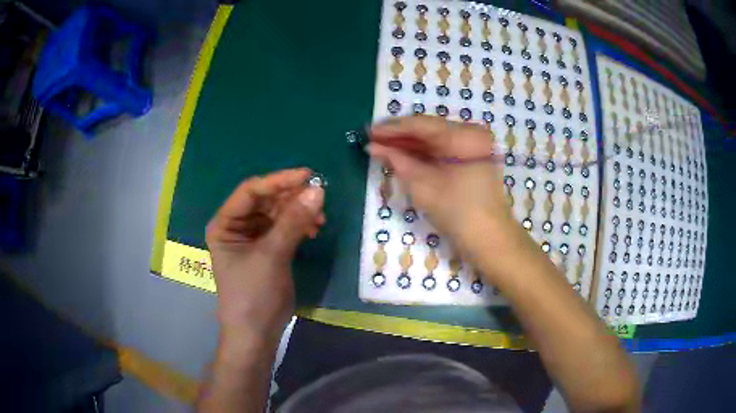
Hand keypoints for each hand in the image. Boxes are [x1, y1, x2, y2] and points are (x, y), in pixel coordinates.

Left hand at [206, 168, 324, 344]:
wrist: (257, 333)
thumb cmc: (253, 294)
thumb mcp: (272, 256)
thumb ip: (293, 222)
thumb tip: (318, 190)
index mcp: (225, 224)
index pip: (250, 191)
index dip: (278, 181)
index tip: (308, 176)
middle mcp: (237, 226)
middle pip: (266, 200)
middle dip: (292, 198)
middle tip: (319, 197)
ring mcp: (253, 237)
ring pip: (278, 213)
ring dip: (299, 212)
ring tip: (319, 218)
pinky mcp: (269, 249)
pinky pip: (285, 228)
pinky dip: (300, 226)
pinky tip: (314, 229)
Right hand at [369, 116, 518, 253]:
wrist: (489, 239)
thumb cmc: (457, 211)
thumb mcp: (423, 185)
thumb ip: (398, 161)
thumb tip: (374, 147)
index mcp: (462, 135)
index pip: (421, 124)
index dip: (392, 128)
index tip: (368, 131)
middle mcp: (470, 134)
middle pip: (428, 129)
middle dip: (399, 135)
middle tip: (372, 139)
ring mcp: (472, 147)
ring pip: (434, 140)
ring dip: (409, 145)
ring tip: (382, 148)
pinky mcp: (471, 160)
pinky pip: (442, 151)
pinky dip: (422, 154)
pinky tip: (402, 156)